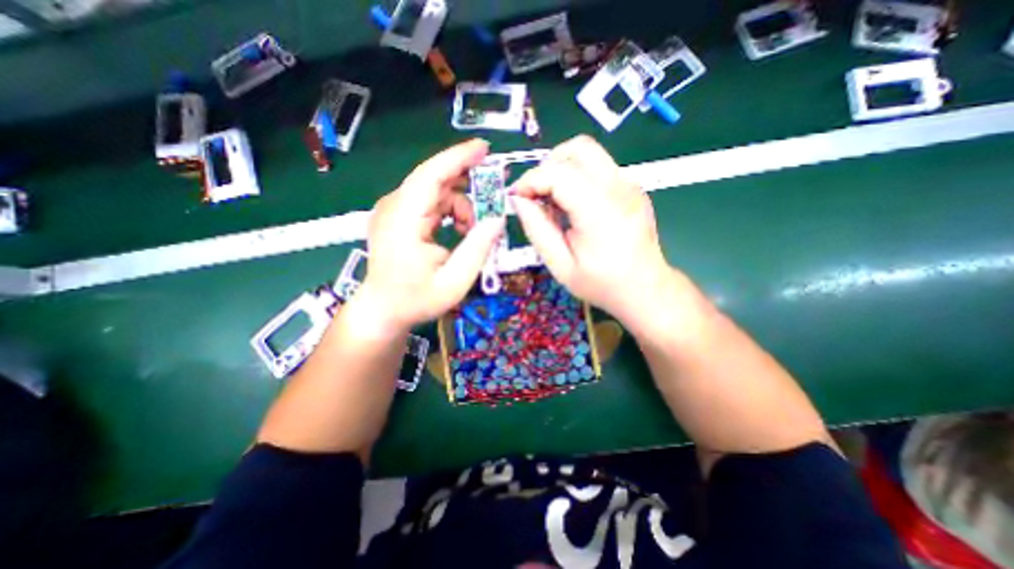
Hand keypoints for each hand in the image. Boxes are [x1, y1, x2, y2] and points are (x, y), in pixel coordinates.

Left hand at [363, 138, 507, 333]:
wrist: (383, 310)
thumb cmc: (416, 300)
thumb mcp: (454, 282)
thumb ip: (477, 249)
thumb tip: (498, 219)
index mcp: (403, 221)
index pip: (431, 176)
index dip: (458, 158)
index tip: (485, 148)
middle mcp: (394, 207)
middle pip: (435, 180)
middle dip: (468, 185)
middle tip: (493, 197)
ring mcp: (394, 210)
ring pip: (436, 191)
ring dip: (460, 205)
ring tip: (471, 231)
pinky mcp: (398, 216)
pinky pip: (430, 201)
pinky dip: (450, 210)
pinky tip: (459, 230)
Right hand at [512, 136, 675, 328]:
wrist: (645, 288)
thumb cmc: (601, 284)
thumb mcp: (560, 266)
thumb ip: (537, 230)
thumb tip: (519, 200)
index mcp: (600, 212)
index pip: (559, 174)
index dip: (531, 180)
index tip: (517, 198)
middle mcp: (619, 189)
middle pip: (578, 149)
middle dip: (548, 166)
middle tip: (536, 195)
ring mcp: (629, 185)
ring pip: (589, 153)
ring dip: (562, 169)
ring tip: (553, 201)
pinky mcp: (631, 187)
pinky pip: (598, 167)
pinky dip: (576, 177)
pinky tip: (572, 205)